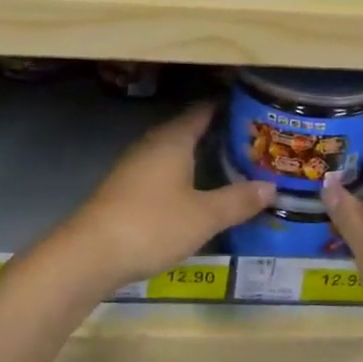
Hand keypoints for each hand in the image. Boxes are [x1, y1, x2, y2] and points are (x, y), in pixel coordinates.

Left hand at [55, 102, 274, 294]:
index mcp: (173, 139)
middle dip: (217, 134)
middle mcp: (152, 144)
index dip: (227, 107)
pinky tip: (196, 192)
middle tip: (252, 142)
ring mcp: (135, 166)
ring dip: (199, 156)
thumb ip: (238, 200)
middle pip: (188, 130)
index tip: (254, 110)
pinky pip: (162, 171)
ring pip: (174, 152)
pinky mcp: (125, 189)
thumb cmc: (152, 224)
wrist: (90, 254)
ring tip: (231, 165)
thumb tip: (271, 186)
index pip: (203, 111)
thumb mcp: (204, 216)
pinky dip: (183, 175)